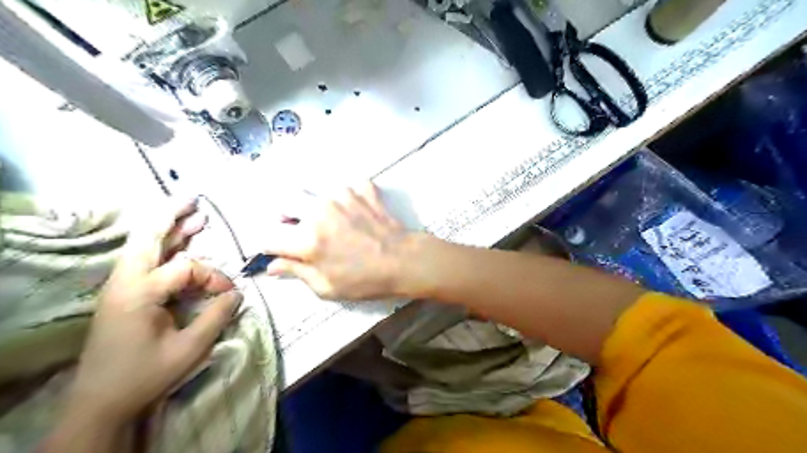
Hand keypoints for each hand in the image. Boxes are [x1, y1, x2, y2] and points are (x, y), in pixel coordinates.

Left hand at [63, 198, 241, 424]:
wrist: (100, 401)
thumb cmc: (145, 374)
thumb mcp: (189, 348)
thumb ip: (216, 316)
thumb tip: (236, 292)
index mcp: (140, 293)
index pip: (186, 268)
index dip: (213, 276)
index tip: (228, 294)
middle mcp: (125, 283)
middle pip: (147, 238)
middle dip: (171, 217)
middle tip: (194, 201)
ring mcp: (120, 287)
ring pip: (143, 246)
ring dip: (168, 229)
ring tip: (191, 214)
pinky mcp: (122, 295)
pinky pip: (143, 260)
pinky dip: (161, 246)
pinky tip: (176, 243)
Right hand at [267, 182, 425, 298]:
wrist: (405, 260)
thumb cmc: (365, 280)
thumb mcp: (326, 287)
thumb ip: (295, 272)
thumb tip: (271, 265)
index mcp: (306, 239)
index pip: (269, 236)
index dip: (271, 245)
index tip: (280, 250)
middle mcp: (318, 210)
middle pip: (284, 202)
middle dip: (285, 216)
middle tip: (300, 229)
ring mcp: (341, 195)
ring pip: (312, 191)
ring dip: (314, 205)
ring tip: (331, 221)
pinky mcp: (361, 188)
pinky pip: (343, 187)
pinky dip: (345, 198)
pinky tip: (355, 212)